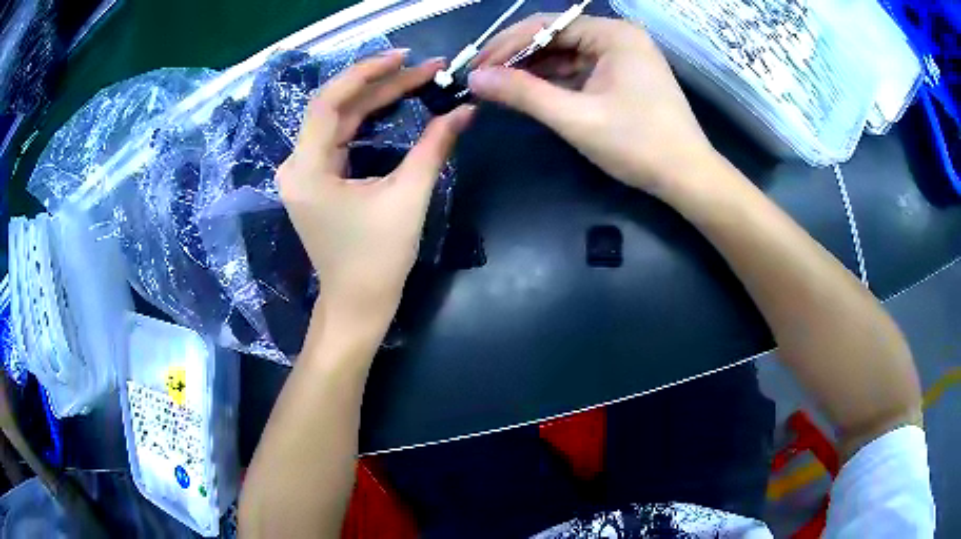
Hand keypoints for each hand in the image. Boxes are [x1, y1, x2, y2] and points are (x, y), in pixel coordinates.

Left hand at [278, 51, 473, 322]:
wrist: (357, 303)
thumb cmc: (379, 259)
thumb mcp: (409, 198)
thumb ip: (434, 147)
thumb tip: (464, 110)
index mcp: (308, 170)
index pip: (329, 102)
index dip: (365, 73)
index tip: (404, 57)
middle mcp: (296, 165)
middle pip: (336, 108)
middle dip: (380, 84)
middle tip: (424, 69)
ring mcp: (302, 173)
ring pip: (337, 120)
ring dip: (374, 99)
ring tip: (414, 80)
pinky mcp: (314, 179)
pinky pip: (338, 137)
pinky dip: (364, 119)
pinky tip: (391, 105)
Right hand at [469, 15, 717, 196]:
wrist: (687, 177)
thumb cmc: (638, 144)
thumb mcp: (576, 117)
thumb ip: (524, 93)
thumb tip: (475, 78)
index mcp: (613, 34)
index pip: (547, 25)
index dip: (506, 44)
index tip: (475, 66)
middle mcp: (618, 37)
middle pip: (556, 37)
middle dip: (517, 56)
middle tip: (482, 78)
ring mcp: (622, 57)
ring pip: (565, 55)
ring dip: (532, 69)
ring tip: (498, 86)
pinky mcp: (622, 77)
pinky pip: (579, 71)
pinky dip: (554, 81)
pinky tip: (529, 92)